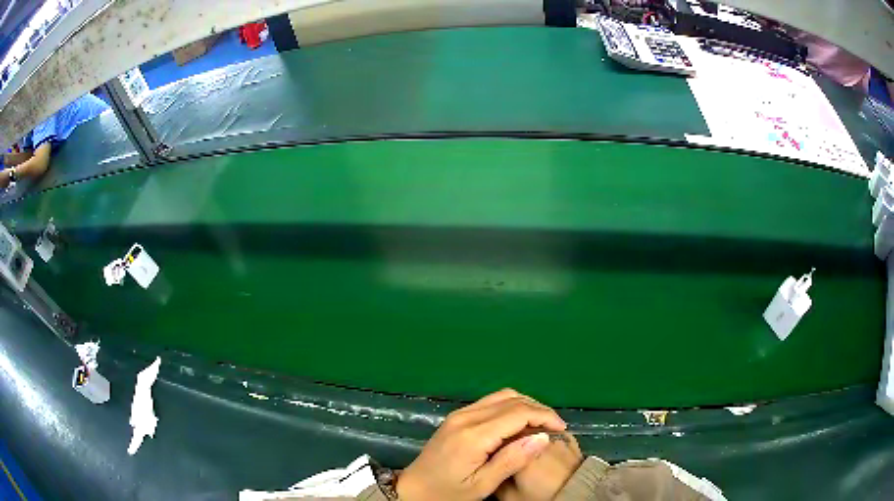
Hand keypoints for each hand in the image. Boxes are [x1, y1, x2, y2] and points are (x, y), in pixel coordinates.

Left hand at [397, 389, 566, 500]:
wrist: (412, 489)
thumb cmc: (447, 492)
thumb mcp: (482, 485)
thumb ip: (512, 461)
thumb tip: (542, 437)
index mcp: (473, 435)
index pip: (518, 413)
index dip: (545, 416)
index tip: (562, 429)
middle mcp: (466, 417)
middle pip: (512, 399)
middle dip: (539, 409)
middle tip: (555, 428)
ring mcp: (460, 414)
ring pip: (502, 396)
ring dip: (526, 405)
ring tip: (541, 424)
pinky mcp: (457, 416)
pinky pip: (491, 402)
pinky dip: (511, 406)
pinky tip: (519, 423)